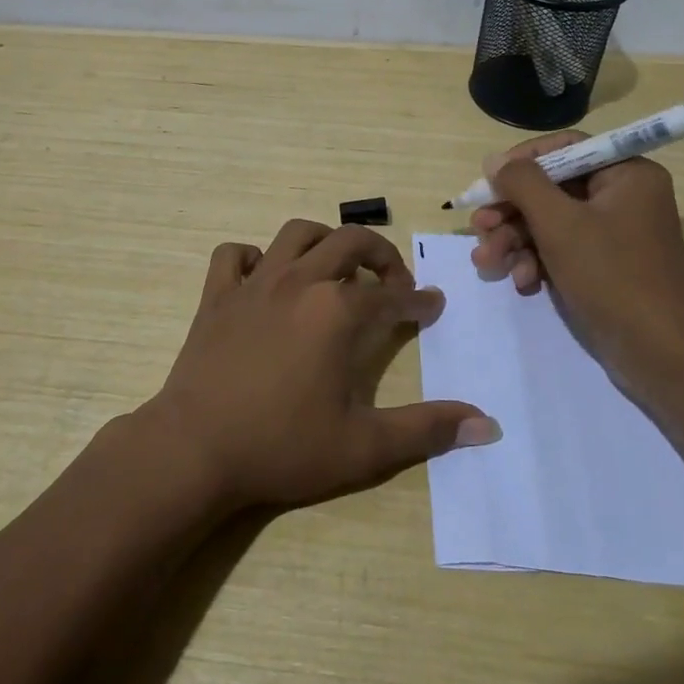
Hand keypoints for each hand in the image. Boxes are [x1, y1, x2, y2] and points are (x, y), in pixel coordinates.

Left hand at [144, 219, 498, 513]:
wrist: (196, 449)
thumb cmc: (283, 447)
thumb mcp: (364, 447)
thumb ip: (426, 430)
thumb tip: (487, 426)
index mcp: (338, 311)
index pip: (392, 295)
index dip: (418, 299)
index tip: (432, 305)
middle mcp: (300, 281)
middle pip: (349, 242)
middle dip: (380, 254)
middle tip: (393, 280)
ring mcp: (255, 283)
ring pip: (296, 234)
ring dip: (323, 242)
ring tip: (335, 267)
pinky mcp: (217, 294)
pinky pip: (234, 255)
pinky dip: (253, 257)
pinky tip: (264, 279)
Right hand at [469, 133, 683, 394]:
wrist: (660, 354)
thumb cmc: (612, 276)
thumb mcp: (559, 223)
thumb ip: (523, 184)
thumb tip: (494, 161)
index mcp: (626, 174)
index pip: (566, 148)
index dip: (522, 161)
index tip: (490, 181)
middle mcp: (623, 197)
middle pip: (552, 188)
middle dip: (511, 212)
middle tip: (478, 228)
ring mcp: (614, 234)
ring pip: (550, 222)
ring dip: (515, 241)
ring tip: (487, 263)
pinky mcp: (604, 265)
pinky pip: (562, 249)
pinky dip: (537, 262)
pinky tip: (521, 283)